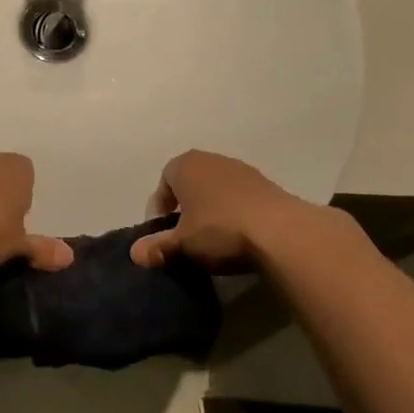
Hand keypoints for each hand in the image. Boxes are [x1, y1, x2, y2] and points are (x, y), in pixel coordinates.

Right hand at [131, 149, 310, 269]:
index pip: (164, 181)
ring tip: (214, 237)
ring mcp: (241, 169)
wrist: (279, 230)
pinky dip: (234, 211)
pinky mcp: (265, 184)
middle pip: (191, 181)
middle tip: (186, 235)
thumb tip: (135, 254)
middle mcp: (212, 159)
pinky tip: (239, 235)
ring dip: (212, 208)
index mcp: (185, 165)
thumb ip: (158, 246)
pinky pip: (240, 196)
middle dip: (186, 206)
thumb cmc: (219, 229)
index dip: (161, 207)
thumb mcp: (183, 243)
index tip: (164, 232)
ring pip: (216, 188)